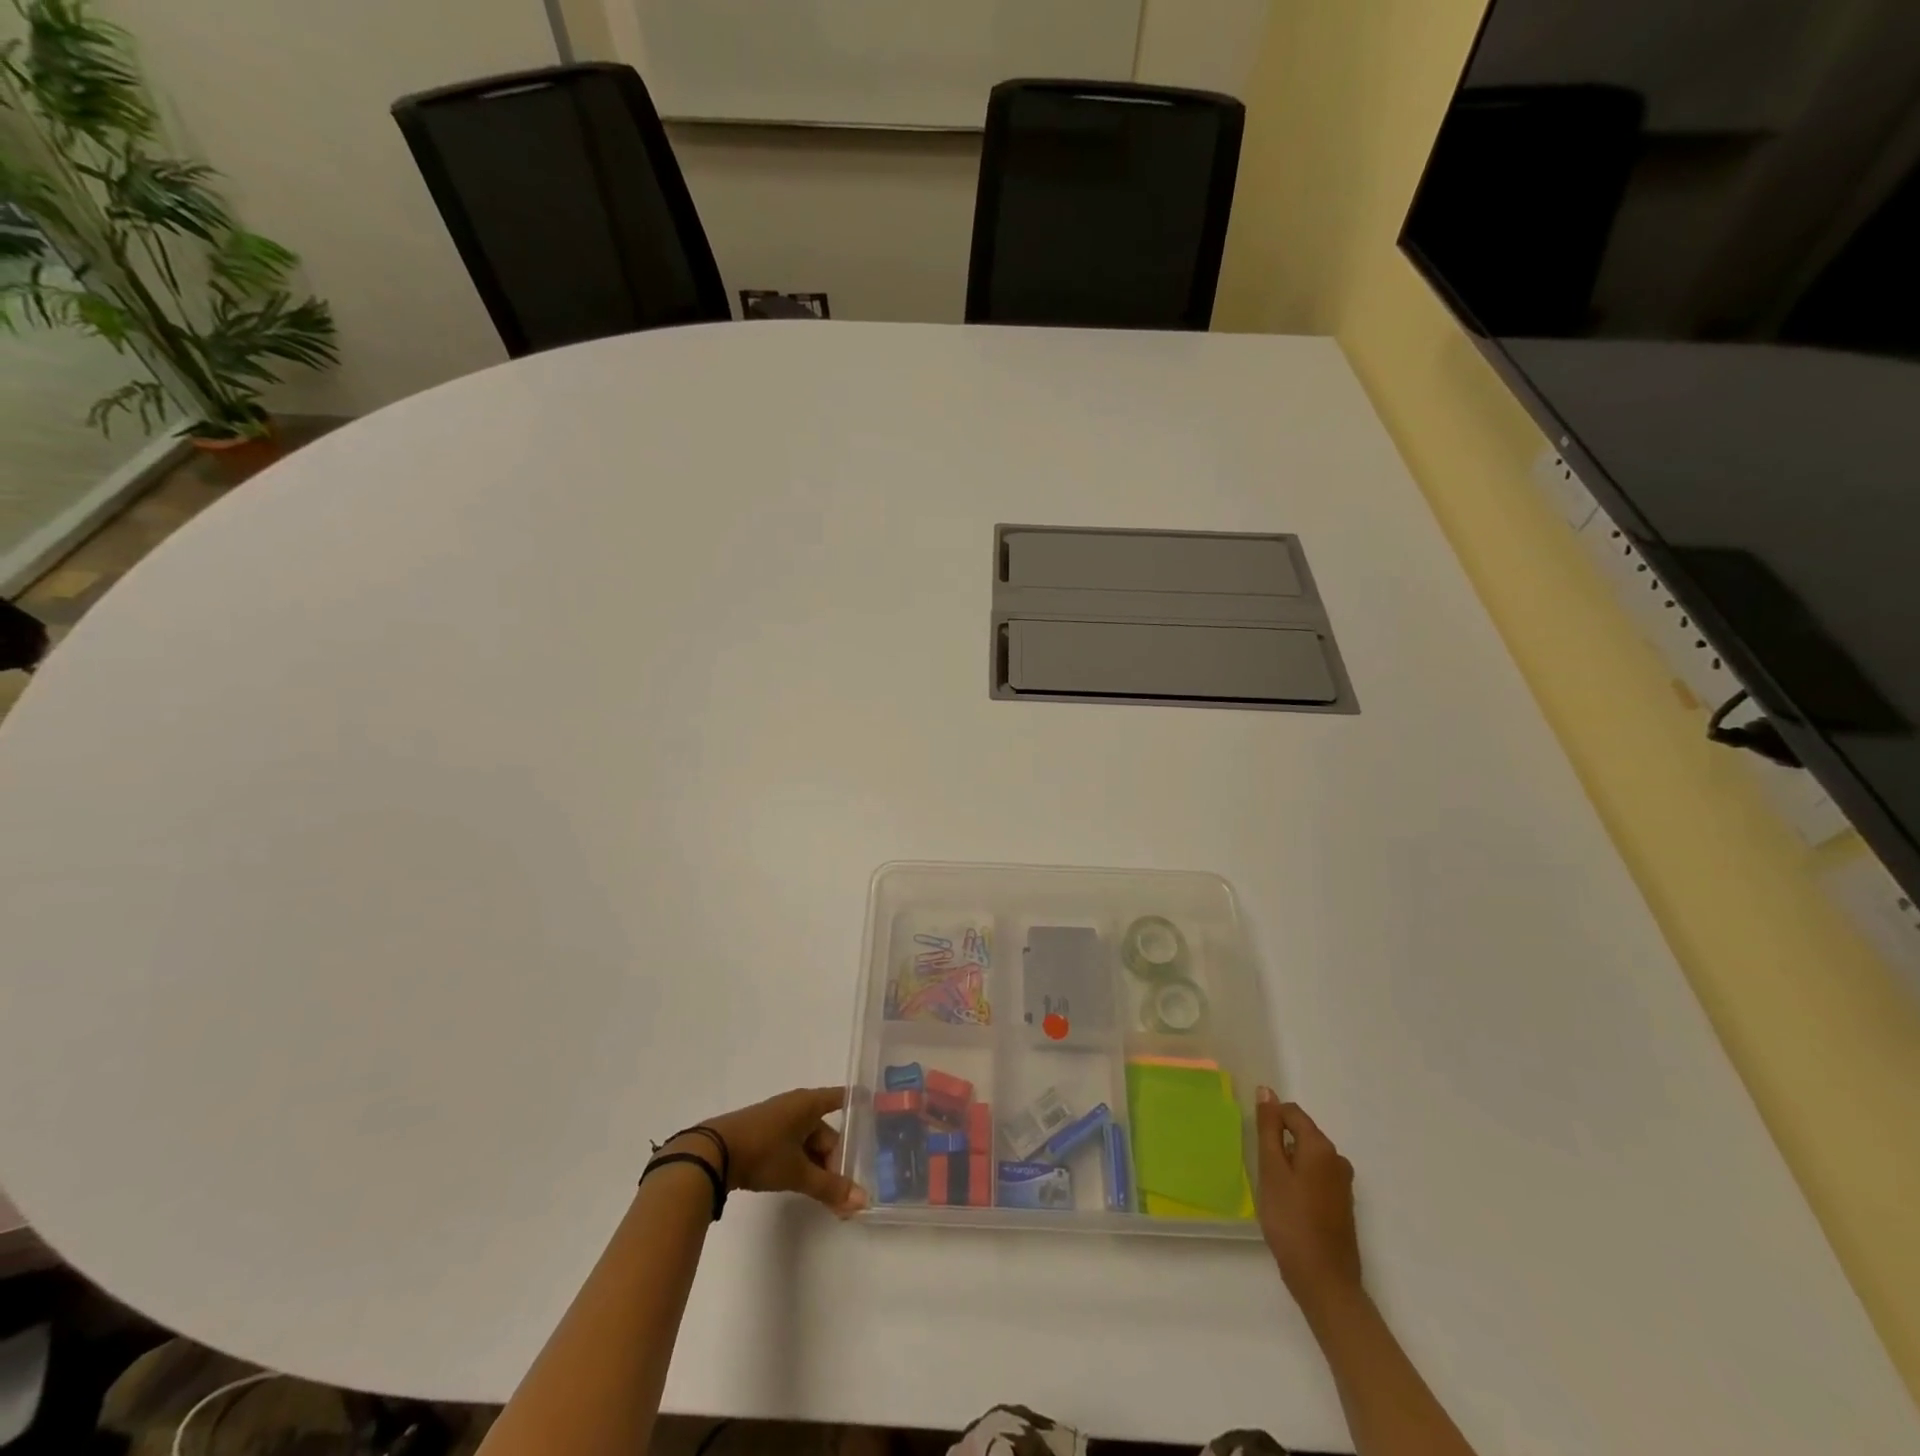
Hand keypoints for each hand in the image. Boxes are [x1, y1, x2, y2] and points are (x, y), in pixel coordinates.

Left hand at [687, 1086, 867, 1217]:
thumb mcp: (798, 1172)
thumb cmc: (762, 1152)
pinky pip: (793, 1146)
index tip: (877, 1115)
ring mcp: (779, 1119)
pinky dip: (802, 1163)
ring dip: (818, 1166)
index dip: (860, 1106)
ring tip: (827, 1193)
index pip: (843, 1098)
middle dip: (836, 1160)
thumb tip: (863, 1201)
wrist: (713, 1153)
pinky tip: (804, 1184)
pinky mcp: (764, 1134)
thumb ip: (830, 1187)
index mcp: (809, 1103)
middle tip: (845, 1189)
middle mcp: (797, 1105)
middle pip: (826, 1131)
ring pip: (808, 1142)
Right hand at [1254, 1088, 1361, 1315]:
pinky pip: (1316, 1177)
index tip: (1255, 1143)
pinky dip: (1299, 1182)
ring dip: (1288, 1164)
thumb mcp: (1271, 1170)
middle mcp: (1337, 1159)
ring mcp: (1343, 1184)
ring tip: (1272, 1190)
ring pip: (1307, 1157)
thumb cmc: (1291, 1221)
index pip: (1292, 1112)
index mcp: (1321, 1147)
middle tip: (1261, 1171)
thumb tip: (1267, 1091)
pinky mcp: (1342, 1205)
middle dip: (1279, 1144)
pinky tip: (1288, 1205)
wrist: (1325, 1282)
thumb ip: (1268, 1129)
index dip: (1270, 1120)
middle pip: (1301, 1133)